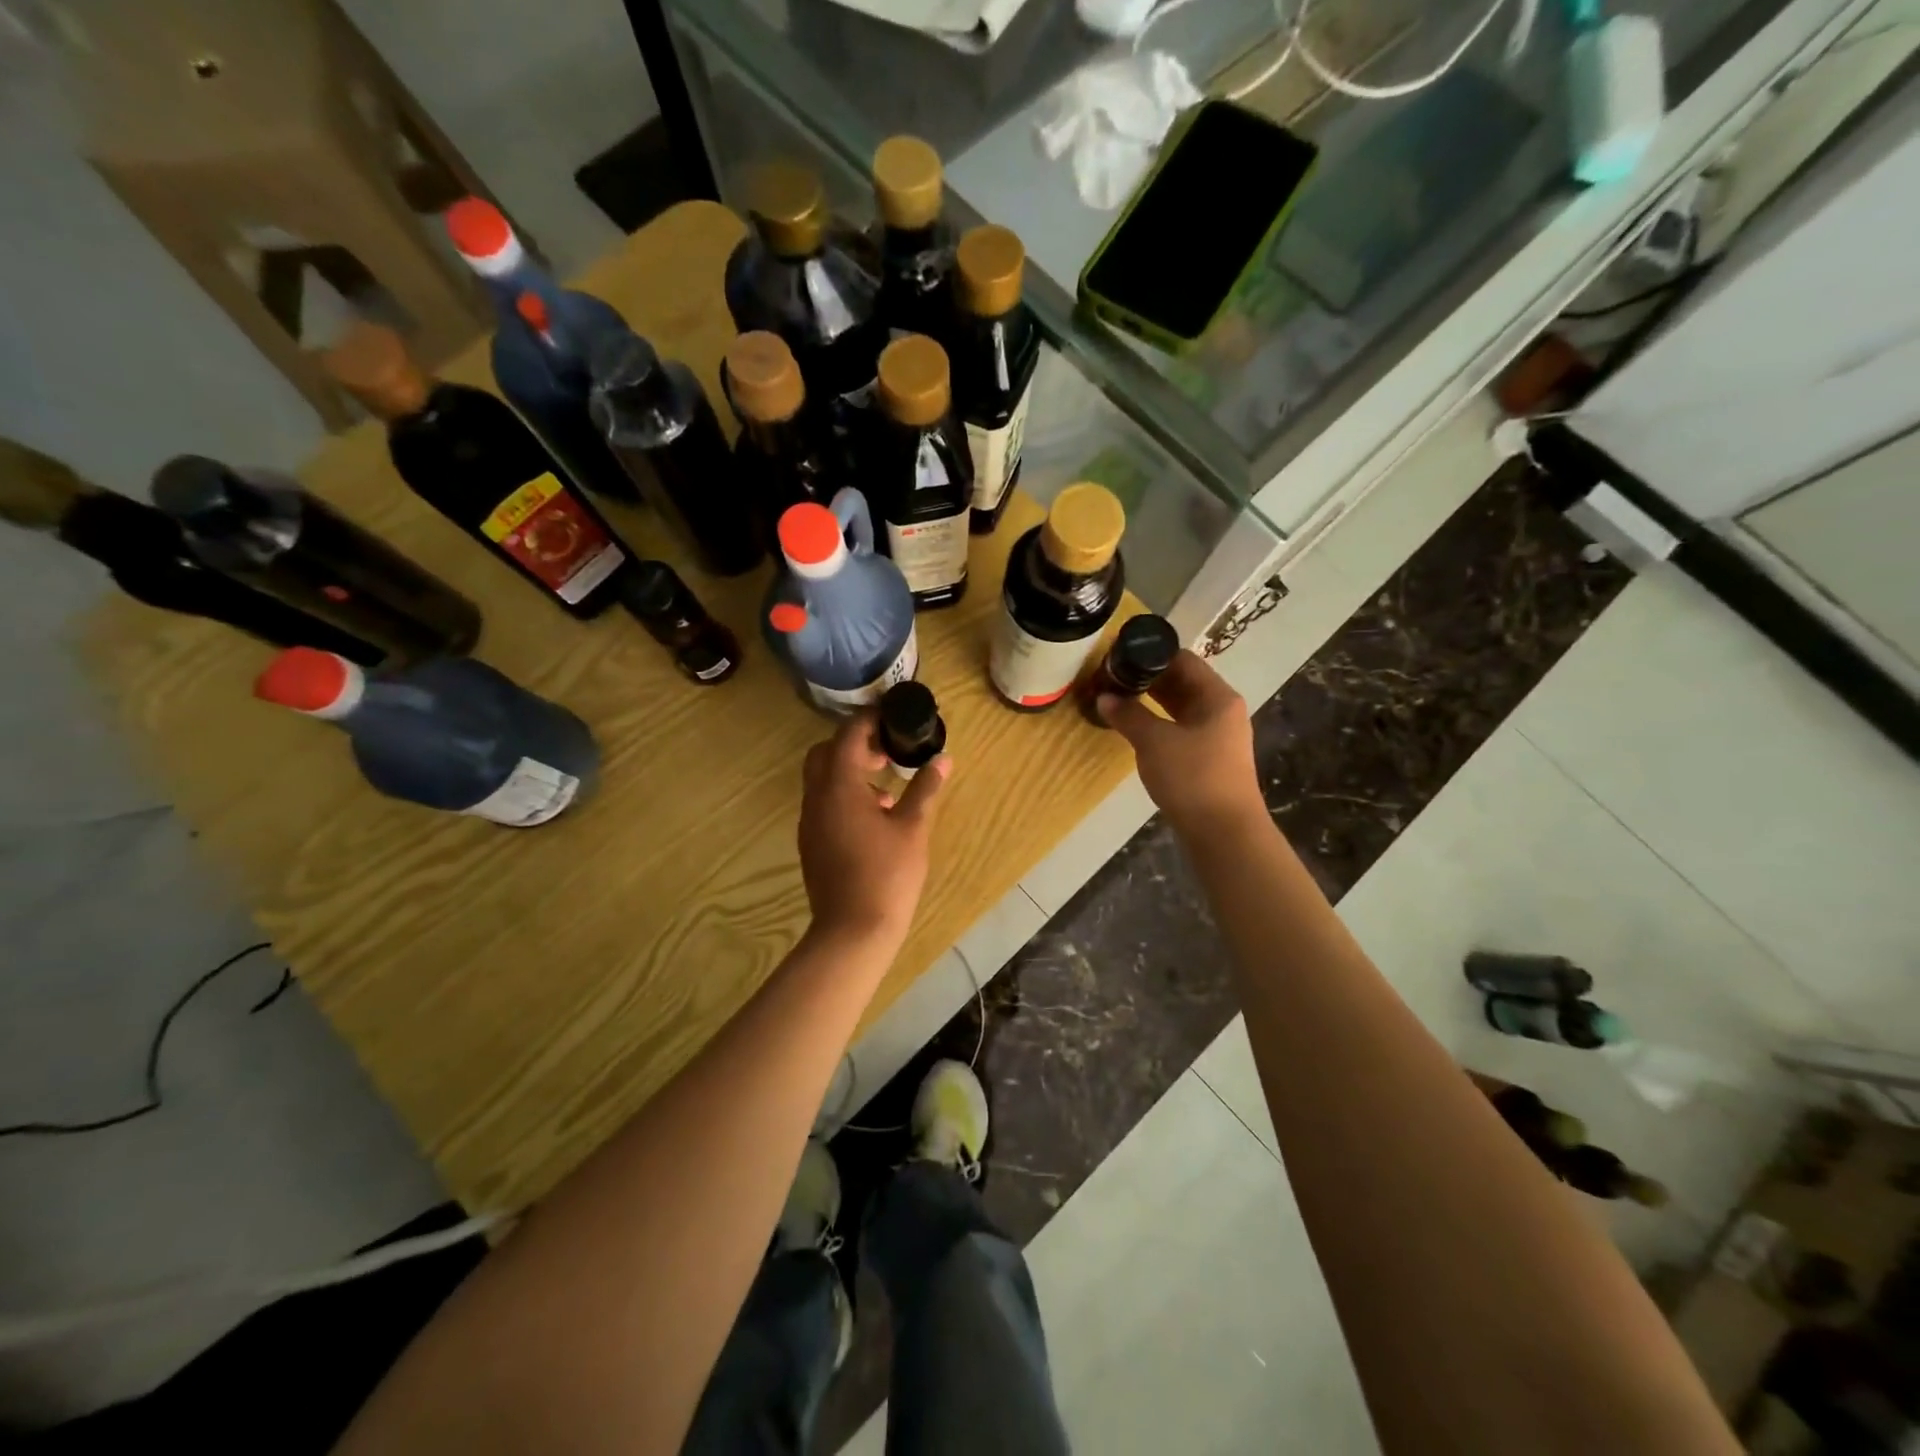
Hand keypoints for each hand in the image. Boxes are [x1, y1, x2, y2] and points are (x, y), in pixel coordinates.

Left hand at [797, 710, 949, 946]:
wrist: (853, 931)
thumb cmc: (887, 874)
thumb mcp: (913, 828)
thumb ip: (925, 789)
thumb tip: (943, 760)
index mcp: (839, 786)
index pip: (848, 735)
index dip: (869, 720)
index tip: (893, 717)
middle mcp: (817, 798)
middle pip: (826, 753)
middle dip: (854, 744)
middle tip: (887, 751)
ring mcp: (810, 822)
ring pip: (821, 779)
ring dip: (849, 771)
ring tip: (887, 787)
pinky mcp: (811, 842)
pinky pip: (823, 803)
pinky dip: (844, 795)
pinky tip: (875, 817)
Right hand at [1098, 651, 1264, 840]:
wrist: (1223, 832)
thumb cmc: (1193, 777)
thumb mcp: (1154, 742)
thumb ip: (1128, 715)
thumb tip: (1104, 697)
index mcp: (1217, 697)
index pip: (1183, 660)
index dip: (1151, 654)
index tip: (1119, 655)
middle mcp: (1221, 710)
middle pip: (1182, 682)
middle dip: (1147, 679)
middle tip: (1111, 677)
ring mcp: (1216, 736)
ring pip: (1180, 707)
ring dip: (1151, 702)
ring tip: (1117, 698)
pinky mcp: (1208, 758)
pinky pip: (1179, 728)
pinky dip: (1158, 723)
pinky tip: (1134, 727)